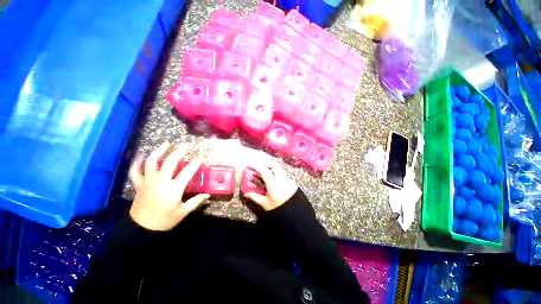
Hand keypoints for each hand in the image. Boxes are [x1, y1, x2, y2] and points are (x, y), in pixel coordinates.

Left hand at [129, 142, 209, 230]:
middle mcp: (160, 182)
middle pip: (169, 162)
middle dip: (179, 152)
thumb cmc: (164, 221)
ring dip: (159, 151)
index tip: (201, 157)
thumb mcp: (183, 212)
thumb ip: (196, 201)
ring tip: (167, 144)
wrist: (141, 229)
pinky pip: (135, 171)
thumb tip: (208, 195)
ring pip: (152, 162)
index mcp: (173, 189)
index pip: (187, 172)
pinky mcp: (139, 185)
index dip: (195, 163)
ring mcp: (148, 182)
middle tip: (186, 146)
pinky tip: (141, 155)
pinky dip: (137, 162)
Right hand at [244, 164, 297, 210]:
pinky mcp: (293, 183)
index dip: (256, 166)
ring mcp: (289, 180)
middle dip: (266, 165)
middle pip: (274, 166)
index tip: (250, 165)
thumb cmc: (279, 210)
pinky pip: (284, 176)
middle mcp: (282, 179)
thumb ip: (255, 197)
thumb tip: (246, 193)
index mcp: (273, 183)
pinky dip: (278, 176)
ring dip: (273, 170)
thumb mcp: (265, 204)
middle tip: (260, 168)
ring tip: (267, 176)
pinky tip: (275, 183)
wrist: (296, 215)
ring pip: (280, 171)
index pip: (264, 170)